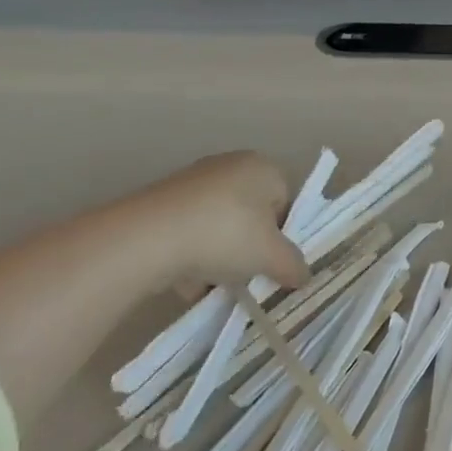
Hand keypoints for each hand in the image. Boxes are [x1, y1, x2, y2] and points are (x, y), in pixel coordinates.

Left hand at [80, 151, 308, 296]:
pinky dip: (191, 257)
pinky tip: (187, 282)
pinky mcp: (162, 204)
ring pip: (219, 227)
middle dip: (250, 248)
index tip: (273, 262)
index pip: (285, 200)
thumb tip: (303, 275)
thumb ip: (293, 265)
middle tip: (247, 274)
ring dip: (220, 257)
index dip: (282, 234)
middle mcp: (230, 166)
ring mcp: (192, 183)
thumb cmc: (225, 235)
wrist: (148, 238)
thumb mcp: (271, 256)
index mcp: (262, 167)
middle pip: (251, 214)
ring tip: (214, 284)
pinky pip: (189, 234)